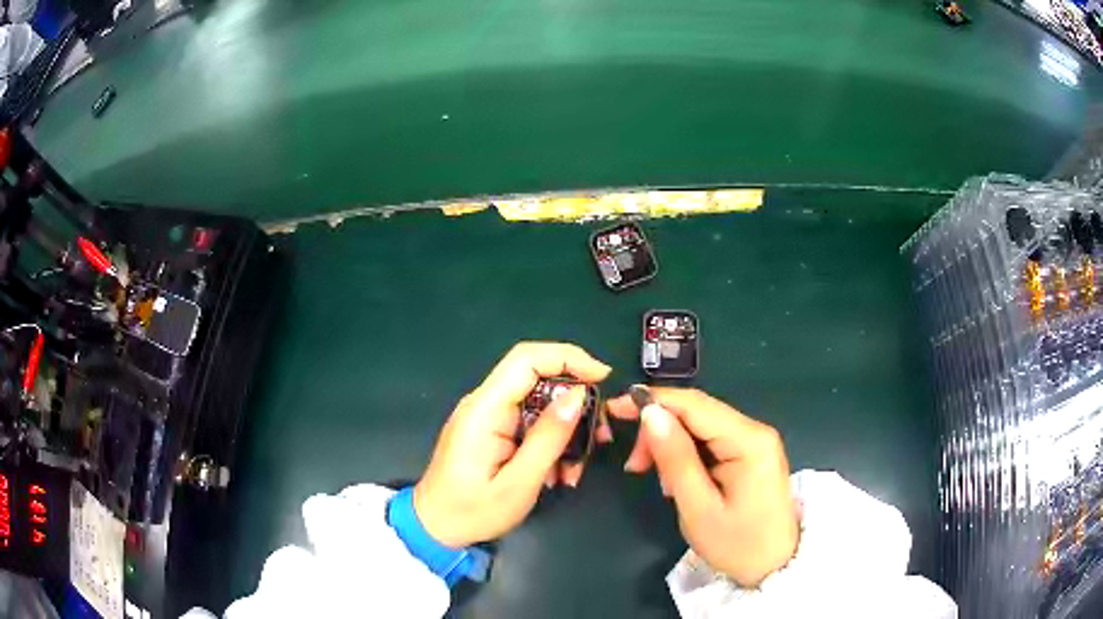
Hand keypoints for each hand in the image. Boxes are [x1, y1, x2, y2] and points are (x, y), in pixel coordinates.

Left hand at [414, 342, 611, 546]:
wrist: (435, 528)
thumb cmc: (472, 511)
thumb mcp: (519, 483)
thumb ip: (548, 438)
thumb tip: (578, 396)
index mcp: (485, 409)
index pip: (527, 359)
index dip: (568, 358)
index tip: (603, 377)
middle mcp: (485, 404)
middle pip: (538, 380)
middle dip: (575, 403)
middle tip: (600, 435)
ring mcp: (487, 417)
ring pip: (539, 405)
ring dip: (565, 432)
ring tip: (576, 469)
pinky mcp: (492, 432)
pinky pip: (529, 424)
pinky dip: (550, 444)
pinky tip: (557, 474)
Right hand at [608, 387, 798, 586]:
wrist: (773, 565)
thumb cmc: (736, 544)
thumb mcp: (698, 507)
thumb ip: (675, 458)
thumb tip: (650, 412)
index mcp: (749, 441)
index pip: (694, 404)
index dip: (652, 400)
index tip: (614, 408)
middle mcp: (755, 430)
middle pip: (696, 412)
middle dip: (660, 430)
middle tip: (635, 466)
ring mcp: (755, 440)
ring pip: (700, 425)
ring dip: (670, 445)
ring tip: (658, 481)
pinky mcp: (750, 452)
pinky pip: (710, 440)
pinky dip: (686, 454)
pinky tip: (677, 479)